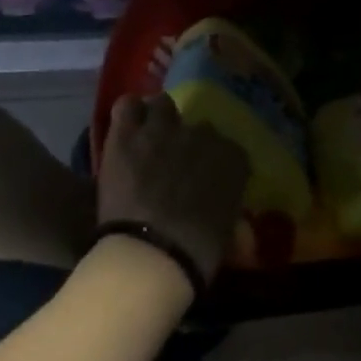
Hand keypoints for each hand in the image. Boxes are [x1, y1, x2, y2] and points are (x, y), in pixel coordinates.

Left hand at [97, 94, 246, 283]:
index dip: (214, 163)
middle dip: (188, 143)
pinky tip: (127, 127)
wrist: (152, 255)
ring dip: (159, 120)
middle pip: (198, 128)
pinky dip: (129, 113)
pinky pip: (128, 106)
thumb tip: (230, 215)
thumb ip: (229, 210)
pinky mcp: (128, 135)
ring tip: (149, 139)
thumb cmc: (197, 252)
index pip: (229, 149)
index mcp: (232, 158)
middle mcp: (203, 135)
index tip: (206, 180)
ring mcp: (164, 130)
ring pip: (163, 105)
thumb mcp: (228, 232)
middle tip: (174, 165)